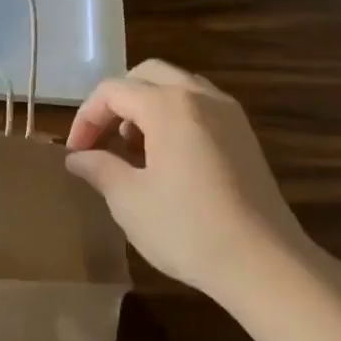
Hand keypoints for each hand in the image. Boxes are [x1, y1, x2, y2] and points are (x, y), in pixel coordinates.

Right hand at [64, 60, 320, 305]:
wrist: (264, 264)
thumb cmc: (187, 229)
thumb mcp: (129, 200)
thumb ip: (99, 168)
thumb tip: (78, 158)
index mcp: (169, 106)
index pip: (113, 91)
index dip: (86, 118)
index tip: (76, 154)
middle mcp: (202, 97)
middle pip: (148, 76)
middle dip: (117, 102)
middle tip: (101, 139)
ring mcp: (230, 115)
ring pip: (177, 88)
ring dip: (146, 108)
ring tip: (132, 149)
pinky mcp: (245, 138)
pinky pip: (200, 108)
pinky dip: (174, 119)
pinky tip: (166, 160)